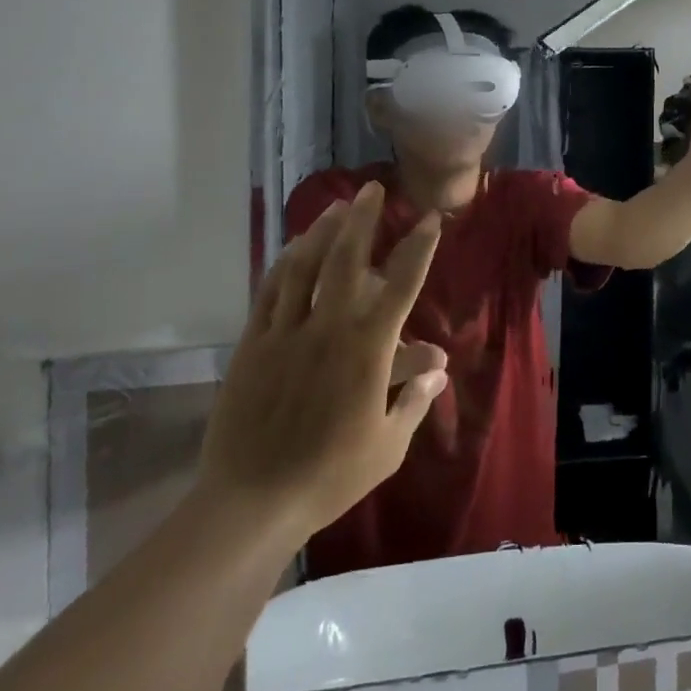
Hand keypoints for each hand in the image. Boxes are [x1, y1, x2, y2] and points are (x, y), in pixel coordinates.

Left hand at [198, 184, 446, 542]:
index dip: (419, 247)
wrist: (252, 502)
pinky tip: (294, 249)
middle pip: (346, 259)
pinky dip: (285, 264)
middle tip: (372, 188)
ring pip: (305, 266)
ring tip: (336, 206)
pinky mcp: (253, 345)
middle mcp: (328, 328)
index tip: (431, 219)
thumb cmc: (330, 476)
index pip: (401, 284)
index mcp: (367, 349)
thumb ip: (415, 398)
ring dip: (322, 231)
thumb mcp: (388, 444)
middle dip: (363, 219)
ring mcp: (285, 333)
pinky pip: (271, 292)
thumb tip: (438, 365)